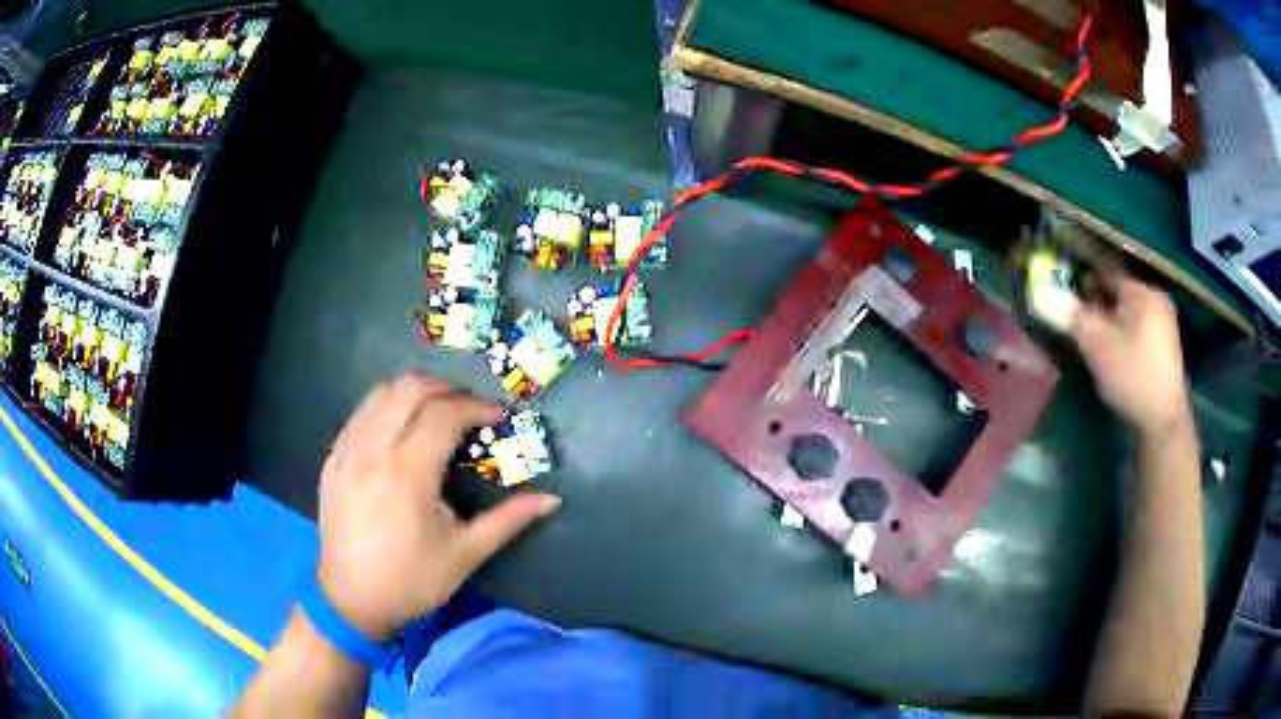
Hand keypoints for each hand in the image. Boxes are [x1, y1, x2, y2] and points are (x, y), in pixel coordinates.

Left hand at [314, 374, 560, 640]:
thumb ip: (507, 520)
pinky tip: (402, 428)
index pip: (445, 414)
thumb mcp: (464, 555)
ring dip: (416, 391)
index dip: (477, 407)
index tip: (500, 417)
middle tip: (471, 409)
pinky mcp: (332, 458)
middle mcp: (373, 449)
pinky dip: (388, 406)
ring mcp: (347, 450)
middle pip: (411, 389)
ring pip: (382, 393)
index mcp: (407, 473)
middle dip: (448, 389)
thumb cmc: (411, 581)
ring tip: (439, 412)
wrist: (350, 600)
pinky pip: (361, 412)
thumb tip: (551, 500)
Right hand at [1070, 276, 1192, 438]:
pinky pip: (1140, 329)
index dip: (1085, 282)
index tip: (1068, 295)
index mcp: (1143, 292)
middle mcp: (1157, 300)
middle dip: (1099, 304)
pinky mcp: (1167, 347)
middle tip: (1081, 321)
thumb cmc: (1132, 376)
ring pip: (1130, 313)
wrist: (1163, 420)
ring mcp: (1165, 324)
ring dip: (1112, 322)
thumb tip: (1057, 298)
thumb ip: (1076, 317)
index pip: (1108, 274)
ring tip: (1097, 340)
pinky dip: (1125, 334)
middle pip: (1121, 294)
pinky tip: (1117, 354)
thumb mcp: (1098, 346)